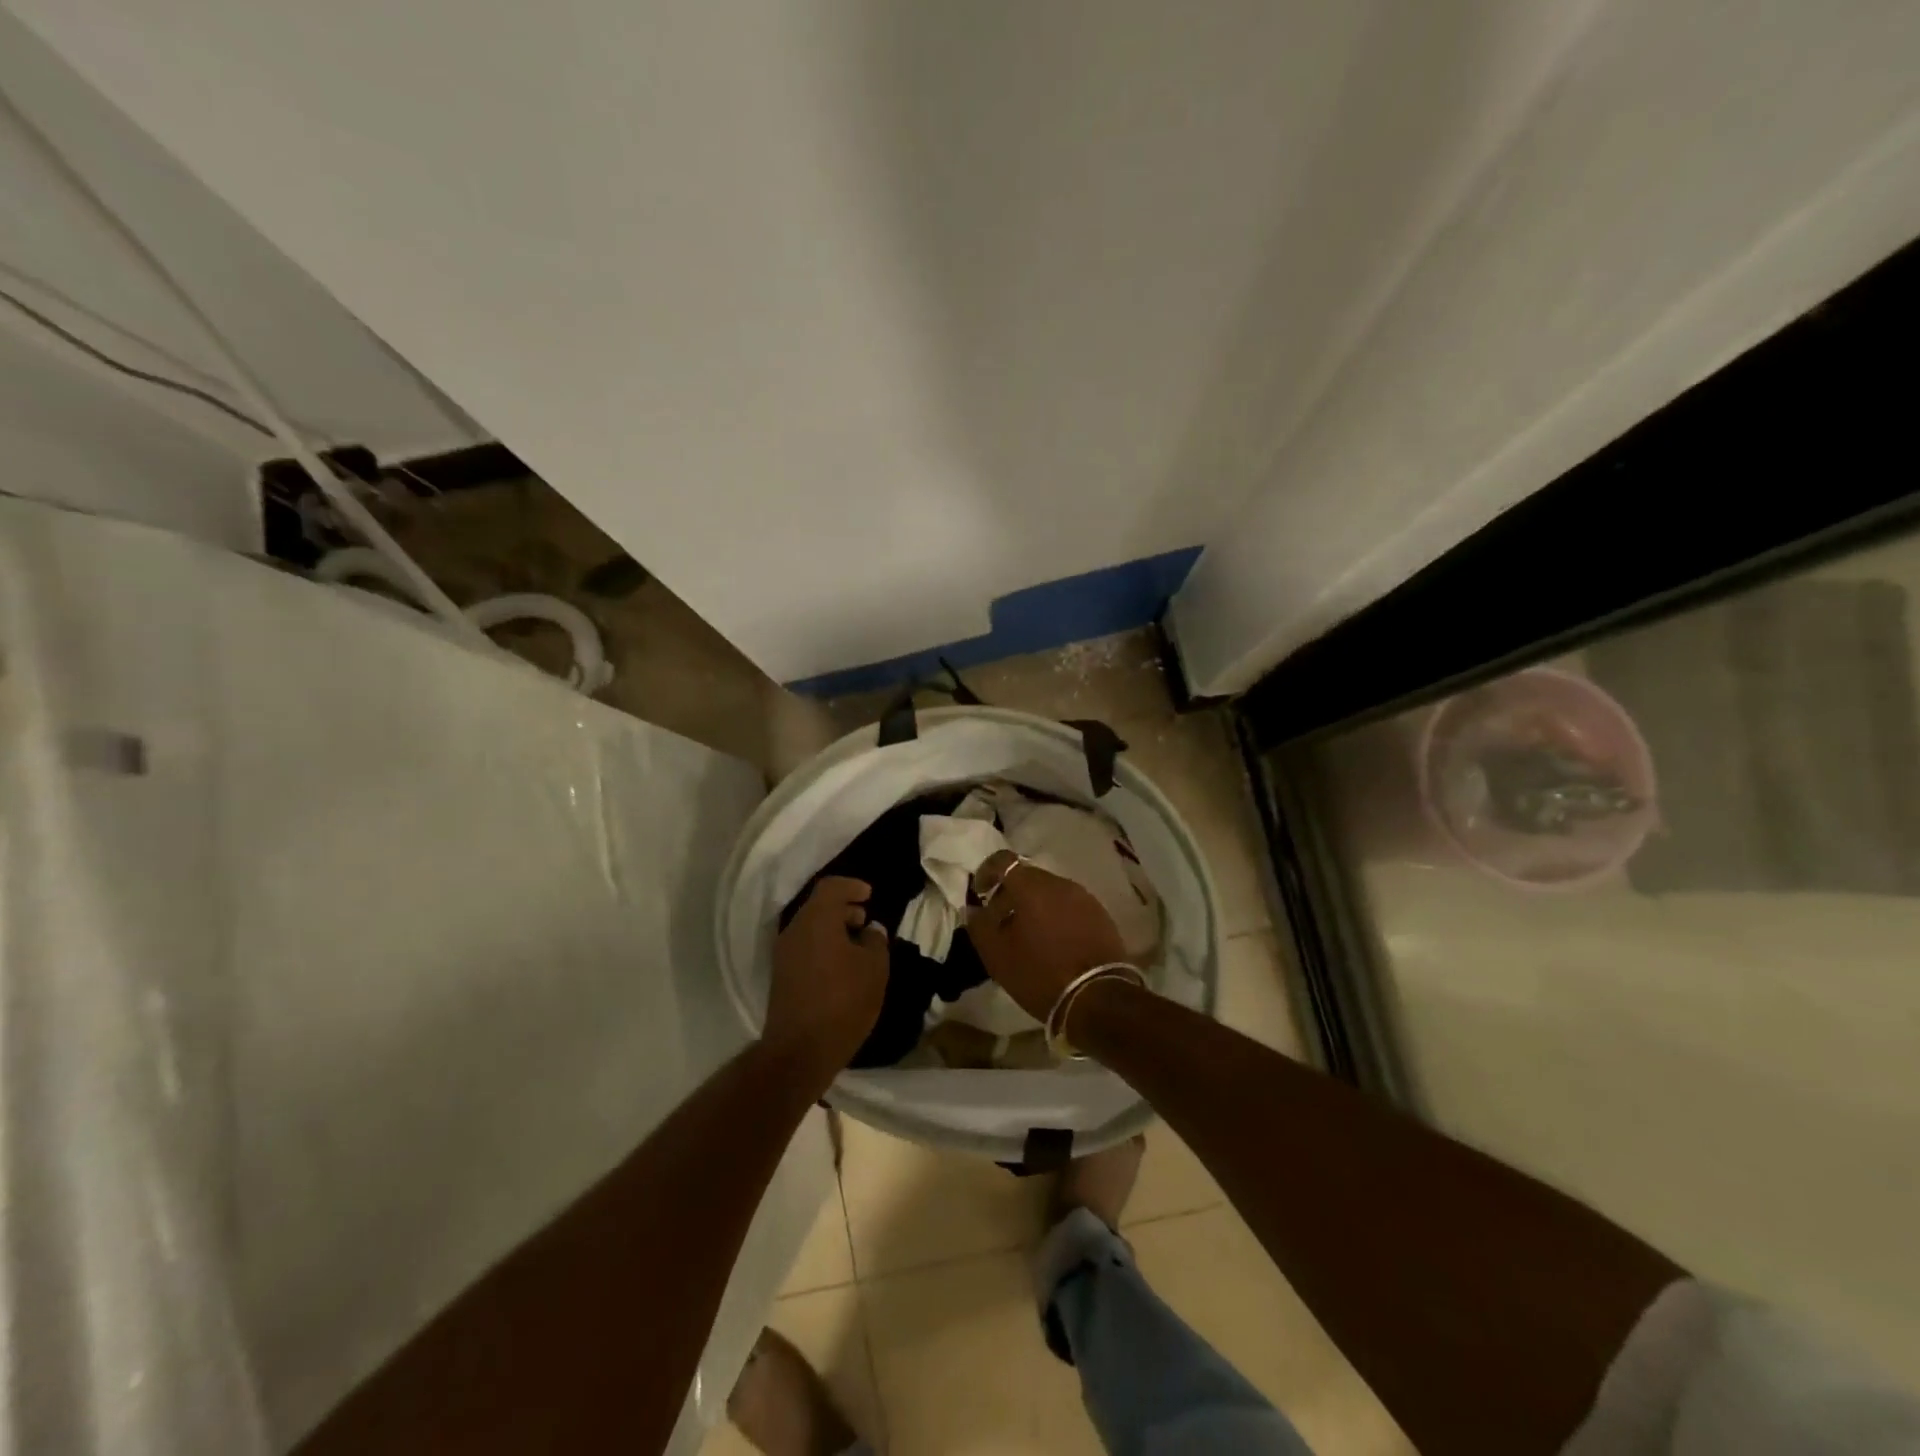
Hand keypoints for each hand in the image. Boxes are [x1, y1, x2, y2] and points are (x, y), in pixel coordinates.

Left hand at [763, 877, 889, 1083]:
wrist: (799, 1051)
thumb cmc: (843, 1001)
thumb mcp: (874, 969)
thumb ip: (876, 942)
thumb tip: (870, 930)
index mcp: (816, 920)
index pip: (831, 887)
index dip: (852, 886)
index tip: (869, 896)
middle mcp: (794, 931)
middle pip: (818, 907)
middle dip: (844, 909)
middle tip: (866, 922)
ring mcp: (783, 955)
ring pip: (811, 929)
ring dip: (834, 931)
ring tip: (858, 948)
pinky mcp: (781, 977)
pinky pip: (805, 948)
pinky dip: (824, 947)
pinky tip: (842, 968)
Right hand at [966, 850, 1126, 1021]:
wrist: (1099, 999)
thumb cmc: (1041, 974)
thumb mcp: (997, 956)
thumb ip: (980, 926)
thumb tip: (974, 909)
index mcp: (1032, 887)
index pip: (1003, 860)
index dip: (986, 872)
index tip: (979, 894)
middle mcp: (1060, 883)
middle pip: (1027, 877)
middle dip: (1009, 894)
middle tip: (1000, 923)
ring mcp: (1084, 898)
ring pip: (1050, 892)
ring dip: (1033, 906)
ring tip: (1027, 936)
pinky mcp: (1101, 915)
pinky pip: (1069, 906)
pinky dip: (1055, 916)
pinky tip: (1053, 943)